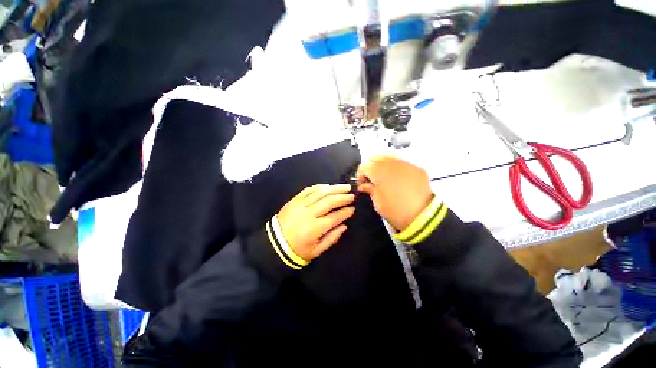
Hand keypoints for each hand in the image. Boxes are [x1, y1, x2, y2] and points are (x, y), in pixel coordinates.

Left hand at [277, 184, 354, 259]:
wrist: (274, 244)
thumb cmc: (297, 250)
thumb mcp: (316, 251)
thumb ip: (332, 238)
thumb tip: (344, 225)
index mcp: (314, 228)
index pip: (334, 217)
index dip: (345, 212)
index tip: (353, 208)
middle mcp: (308, 214)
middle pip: (329, 201)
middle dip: (343, 197)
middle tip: (352, 195)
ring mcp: (300, 205)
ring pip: (320, 193)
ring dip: (334, 188)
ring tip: (344, 187)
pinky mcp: (294, 200)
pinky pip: (308, 190)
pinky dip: (319, 187)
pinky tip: (328, 186)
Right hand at [357, 156, 432, 231]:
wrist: (423, 217)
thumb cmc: (395, 211)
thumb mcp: (377, 201)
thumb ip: (369, 189)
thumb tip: (364, 185)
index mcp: (378, 171)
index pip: (364, 166)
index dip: (360, 175)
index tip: (361, 184)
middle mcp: (391, 163)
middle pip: (376, 158)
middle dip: (371, 168)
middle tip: (372, 180)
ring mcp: (405, 164)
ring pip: (390, 158)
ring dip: (384, 166)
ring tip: (385, 178)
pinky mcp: (416, 168)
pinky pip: (402, 163)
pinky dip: (397, 169)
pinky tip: (398, 180)